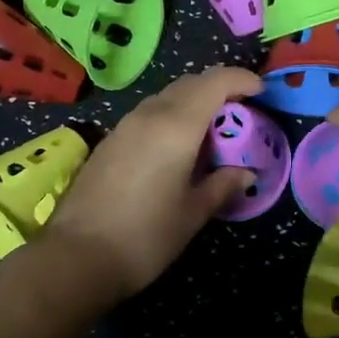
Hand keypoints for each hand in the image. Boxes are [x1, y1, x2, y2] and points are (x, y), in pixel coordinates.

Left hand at [45, 66, 263, 301]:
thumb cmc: (145, 236)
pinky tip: (177, 148)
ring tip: (211, 133)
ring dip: (193, 103)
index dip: (241, 80)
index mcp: (176, 126)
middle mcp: (149, 115)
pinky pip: (148, 114)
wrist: (77, 257)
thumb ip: (222, 185)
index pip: (215, 82)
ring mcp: (124, 126)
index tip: (261, 93)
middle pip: (190, 84)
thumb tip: (245, 173)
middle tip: (240, 115)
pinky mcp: (109, 141)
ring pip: (166, 97)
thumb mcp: (193, 213)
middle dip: (219, 89)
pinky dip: (171, 117)